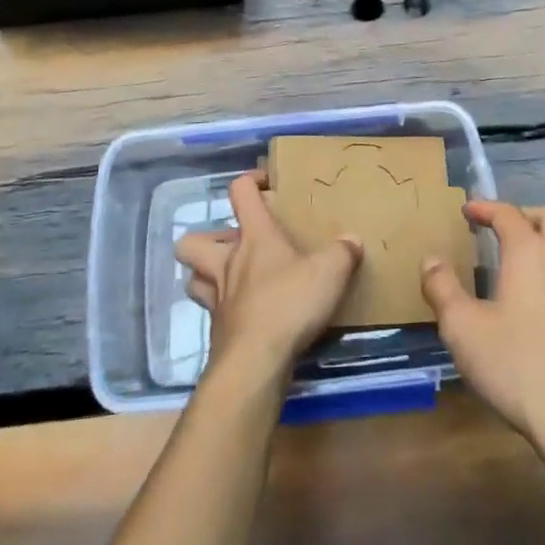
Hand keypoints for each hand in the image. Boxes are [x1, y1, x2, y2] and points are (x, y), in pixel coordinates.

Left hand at [176, 171, 362, 387]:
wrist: (255, 362)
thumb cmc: (289, 304)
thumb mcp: (329, 272)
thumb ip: (342, 252)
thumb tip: (352, 240)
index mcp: (254, 237)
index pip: (240, 193)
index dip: (249, 182)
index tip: (265, 184)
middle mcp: (228, 263)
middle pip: (193, 241)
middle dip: (208, 238)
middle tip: (235, 245)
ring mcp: (218, 300)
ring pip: (194, 279)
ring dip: (206, 276)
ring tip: (232, 279)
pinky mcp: (218, 333)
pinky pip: (212, 314)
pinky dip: (225, 311)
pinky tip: (247, 316)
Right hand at [421, 201, 544, 452]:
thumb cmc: (516, 365)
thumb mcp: (462, 327)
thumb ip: (442, 288)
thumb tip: (431, 260)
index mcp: (530, 254)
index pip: (509, 214)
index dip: (486, 207)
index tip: (467, 210)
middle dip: (524, 215)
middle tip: (499, 229)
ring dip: (544, 243)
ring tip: (516, 264)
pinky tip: (538, 305)